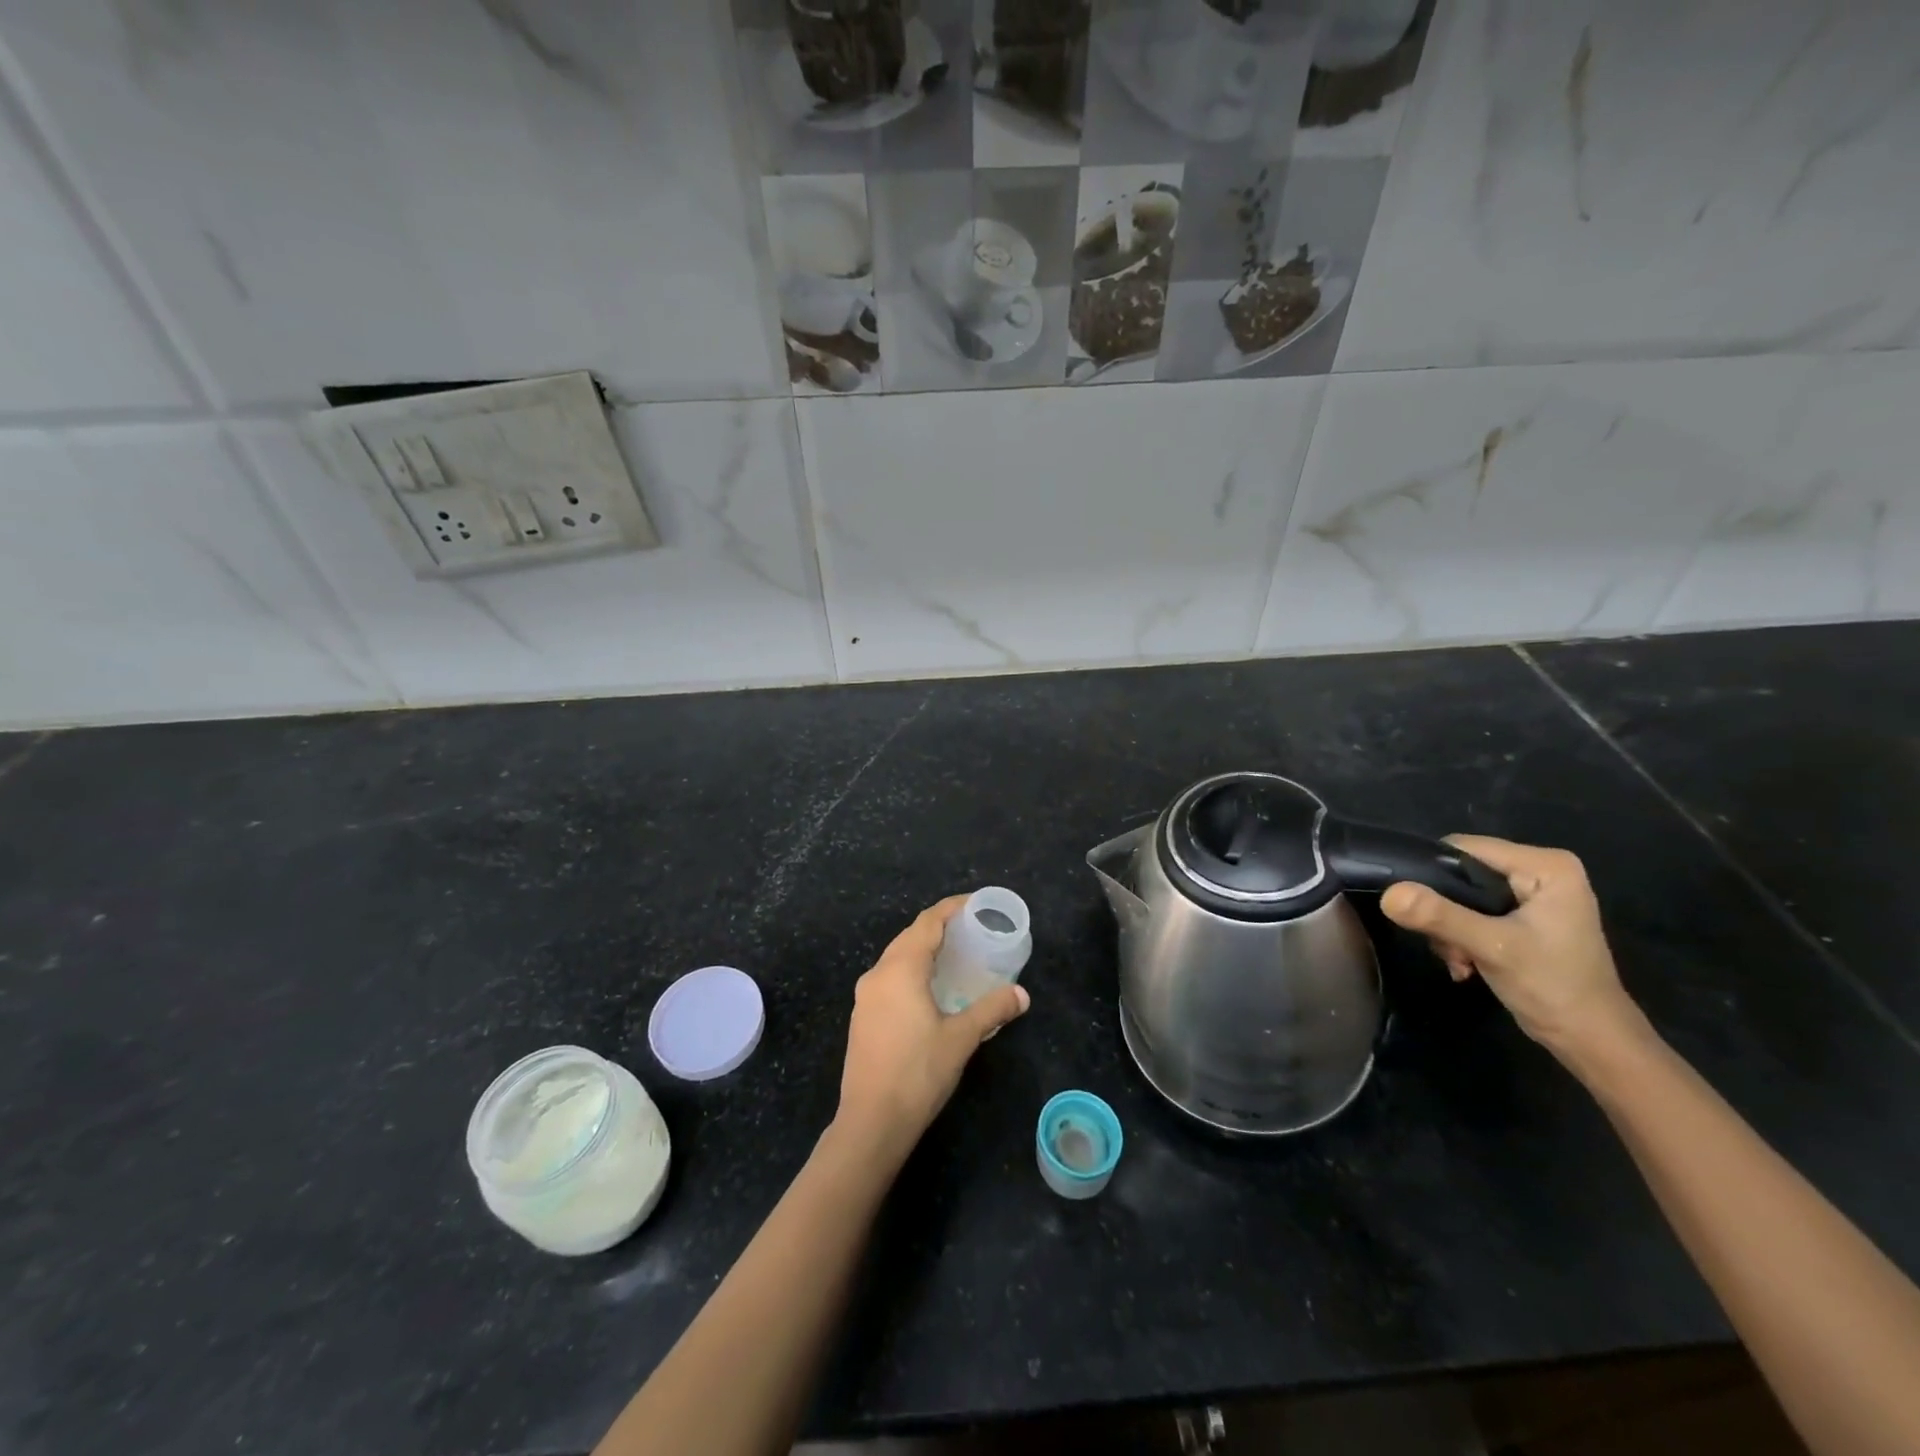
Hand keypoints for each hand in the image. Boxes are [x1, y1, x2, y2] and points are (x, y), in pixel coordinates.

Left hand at [834, 896, 1029, 1162]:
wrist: (871, 1123)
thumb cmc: (918, 1073)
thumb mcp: (961, 1038)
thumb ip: (992, 1010)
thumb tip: (1022, 995)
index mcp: (900, 969)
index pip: (928, 922)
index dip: (952, 908)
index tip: (977, 905)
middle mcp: (878, 974)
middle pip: (910, 936)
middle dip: (939, 927)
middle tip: (972, 930)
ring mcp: (865, 996)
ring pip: (897, 958)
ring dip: (924, 950)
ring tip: (955, 957)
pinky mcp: (862, 1017)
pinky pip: (890, 978)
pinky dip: (912, 971)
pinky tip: (930, 990)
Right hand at [1379, 836, 1650, 1071]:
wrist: (1592, 1041)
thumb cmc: (1553, 987)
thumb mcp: (1492, 948)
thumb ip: (1440, 916)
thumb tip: (1388, 894)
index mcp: (1546, 866)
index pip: (1465, 849)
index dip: (1432, 874)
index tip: (1418, 909)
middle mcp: (1541, 871)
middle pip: (1462, 874)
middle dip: (1444, 911)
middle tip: (1445, 946)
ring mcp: (1533, 895)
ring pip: (1462, 896)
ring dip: (1450, 929)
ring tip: (1458, 960)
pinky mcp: (1524, 917)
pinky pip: (1474, 913)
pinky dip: (1462, 937)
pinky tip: (1466, 964)